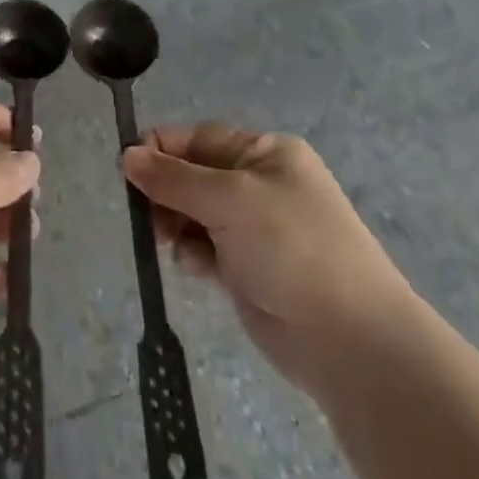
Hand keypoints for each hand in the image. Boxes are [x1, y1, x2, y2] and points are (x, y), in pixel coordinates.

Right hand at [122, 125, 417, 389]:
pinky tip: (195, 268)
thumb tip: (127, 155)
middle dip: (166, 192)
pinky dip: (192, 254)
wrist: (350, 340)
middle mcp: (259, 183)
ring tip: (168, 242)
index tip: (128, 171)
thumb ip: (174, 178)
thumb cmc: (291, 247)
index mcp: (264, 152)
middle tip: (147, 216)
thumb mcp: (229, 199)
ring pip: (193, 213)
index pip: (198, 138)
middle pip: (192, 175)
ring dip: (175, 225)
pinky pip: (204, 248)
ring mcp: (255, 229)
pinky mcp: (248, 269)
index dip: (161, 150)